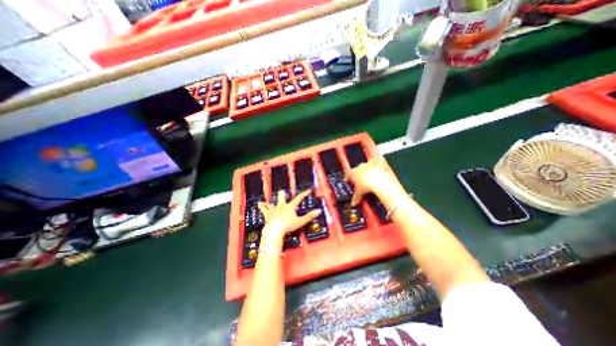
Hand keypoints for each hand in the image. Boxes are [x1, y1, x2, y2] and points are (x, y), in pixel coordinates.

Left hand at [257, 191, 321, 243]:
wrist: (275, 230)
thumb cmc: (288, 225)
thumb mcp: (301, 221)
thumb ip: (310, 216)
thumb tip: (319, 210)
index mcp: (290, 207)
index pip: (298, 198)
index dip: (304, 194)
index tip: (308, 190)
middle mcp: (282, 205)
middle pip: (282, 196)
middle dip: (283, 194)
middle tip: (283, 194)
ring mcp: (274, 209)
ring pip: (272, 202)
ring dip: (271, 201)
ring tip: (269, 199)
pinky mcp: (267, 214)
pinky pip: (263, 208)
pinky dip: (261, 206)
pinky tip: (259, 204)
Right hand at [345, 158, 405, 205]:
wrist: (380, 181)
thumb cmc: (367, 186)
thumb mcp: (359, 193)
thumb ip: (356, 197)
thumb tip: (353, 203)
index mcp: (353, 172)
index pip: (348, 175)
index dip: (348, 179)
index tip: (349, 181)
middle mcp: (359, 166)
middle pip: (357, 169)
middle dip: (358, 174)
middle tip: (361, 181)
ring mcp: (369, 163)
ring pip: (366, 165)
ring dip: (367, 169)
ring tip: (371, 176)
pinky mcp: (379, 161)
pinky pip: (377, 161)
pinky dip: (378, 164)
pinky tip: (380, 169)